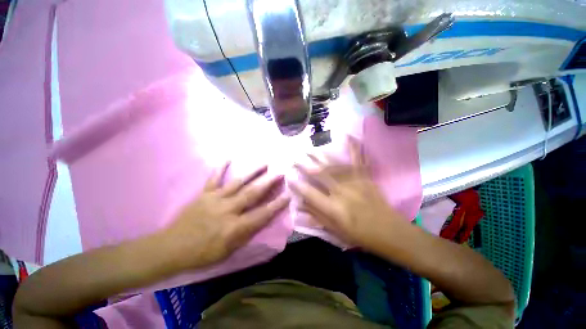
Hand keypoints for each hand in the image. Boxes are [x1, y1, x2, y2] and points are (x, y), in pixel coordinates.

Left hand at [162, 163, 289, 268]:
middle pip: (252, 193)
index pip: (262, 214)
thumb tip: (260, 220)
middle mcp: (228, 210)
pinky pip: (214, 178)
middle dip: (268, 183)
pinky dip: (221, 168)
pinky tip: (228, 158)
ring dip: (253, 172)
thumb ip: (246, 234)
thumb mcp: (228, 252)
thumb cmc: (202, 254)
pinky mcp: (204, 194)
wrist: (170, 249)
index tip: (288, 195)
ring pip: (238, 182)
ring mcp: (215, 199)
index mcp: (235, 228)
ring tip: (264, 163)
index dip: (277, 204)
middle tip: (280, 173)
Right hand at [290, 137, 407, 251]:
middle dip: (305, 165)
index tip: (289, 177)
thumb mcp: (335, 230)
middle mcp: (342, 192)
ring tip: (309, 149)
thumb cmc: (360, 234)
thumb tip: (300, 203)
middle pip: (320, 175)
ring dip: (320, 156)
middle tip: (295, 158)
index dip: (298, 185)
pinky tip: (347, 136)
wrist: (389, 231)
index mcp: (334, 209)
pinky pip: (359, 159)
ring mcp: (355, 182)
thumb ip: (317, 215)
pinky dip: (353, 147)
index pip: (310, 193)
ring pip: (334, 166)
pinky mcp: (365, 177)